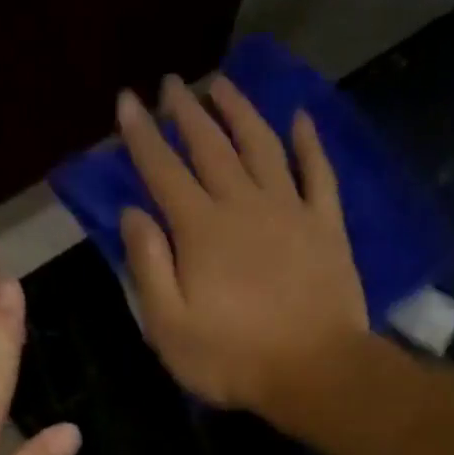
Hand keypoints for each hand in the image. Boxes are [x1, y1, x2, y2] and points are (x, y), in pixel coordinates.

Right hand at [116, 75, 369, 415]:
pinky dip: (308, 142)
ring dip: (240, 112)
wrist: (314, 370)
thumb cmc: (232, 358)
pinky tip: (299, 120)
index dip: (141, 135)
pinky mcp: (326, 226)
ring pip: (261, 145)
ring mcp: (290, 210)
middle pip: (211, 147)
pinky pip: (318, 171)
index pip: (163, 171)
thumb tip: (132, 215)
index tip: (127, 100)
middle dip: (186, 113)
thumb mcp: (169, 327)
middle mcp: (243, 204)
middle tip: (171, 84)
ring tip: (222, 85)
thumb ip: (148, 267)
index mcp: (200, 229)